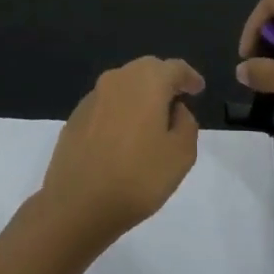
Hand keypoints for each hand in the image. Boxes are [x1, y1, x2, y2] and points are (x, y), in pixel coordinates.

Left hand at [38, 56, 204, 245]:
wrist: (76, 205)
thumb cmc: (137, 178)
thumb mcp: (181, 155)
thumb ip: (187, 124)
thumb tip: (176, 110)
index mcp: (147, 82)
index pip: (174, 68)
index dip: (189, 77)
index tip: (198, 89)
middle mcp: (117, 80)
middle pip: (147, 69)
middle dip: (164, 81)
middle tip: (177, 100)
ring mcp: (92, 98)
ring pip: (124, 85)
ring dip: (140, 95)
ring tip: (151, 120)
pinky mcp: (75, 117)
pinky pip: (106, 104)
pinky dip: (120, 111)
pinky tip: (123, 136)